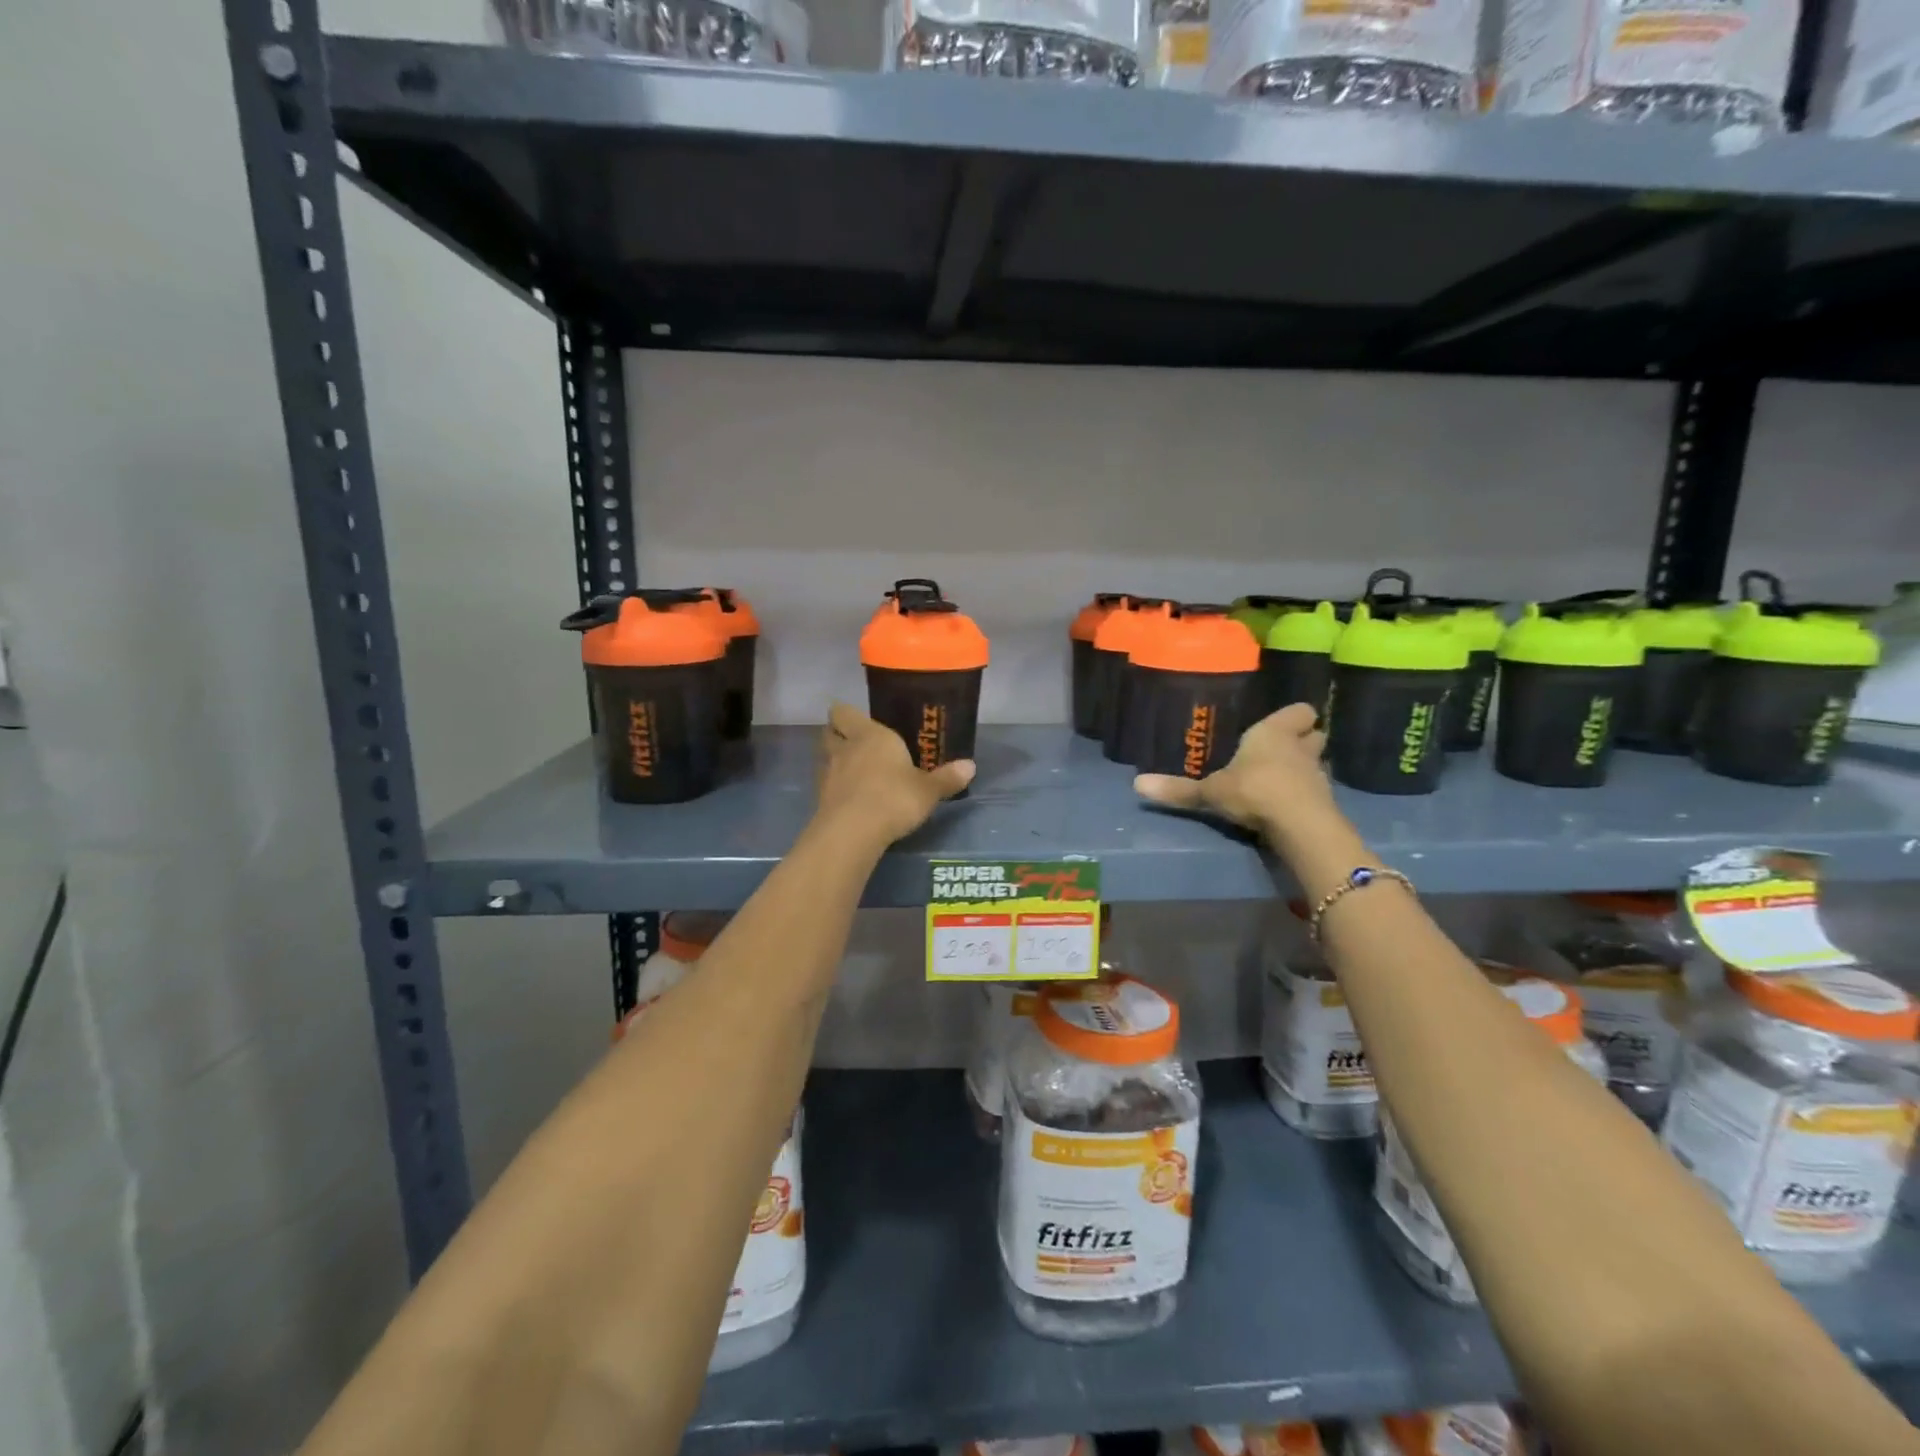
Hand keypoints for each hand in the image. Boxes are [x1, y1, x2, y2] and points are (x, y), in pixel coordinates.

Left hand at [815, 702, 974, 848]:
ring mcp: (828, 773)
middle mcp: (845, 747)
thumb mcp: (928, 790)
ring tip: (852, 769)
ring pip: (824, 756)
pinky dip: (834, 785)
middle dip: (837, 733)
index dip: (846, 714)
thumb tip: (971, 766)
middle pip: (828, 731)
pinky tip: (849, 796)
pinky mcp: (820, 798)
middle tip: (854, 741)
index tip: (857, 719)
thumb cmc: (894, 798)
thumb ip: (947, 778)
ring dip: (834, 759)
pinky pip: (825, 783)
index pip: (844, 711)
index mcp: (870, 735)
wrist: (853, 832)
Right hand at [1134, 703, 1339, 847]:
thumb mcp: (1209, 792)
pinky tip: (1290, 807)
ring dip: (1305, 769)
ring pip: (1317, 764)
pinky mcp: (1326, 803)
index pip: (1299, 711)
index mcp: (1274, 732)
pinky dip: (1307, 796)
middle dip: (1303, 741)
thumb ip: (1178, 789)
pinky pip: (1317, 792)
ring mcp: (1318, 775)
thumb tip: (1137, 784)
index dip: (1294, 717)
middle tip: (1284, 750)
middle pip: (1314, 735)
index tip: (1283, 724)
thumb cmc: (1253, 790)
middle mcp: (1300, 748)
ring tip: (1285, 780)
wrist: (1298, 824)